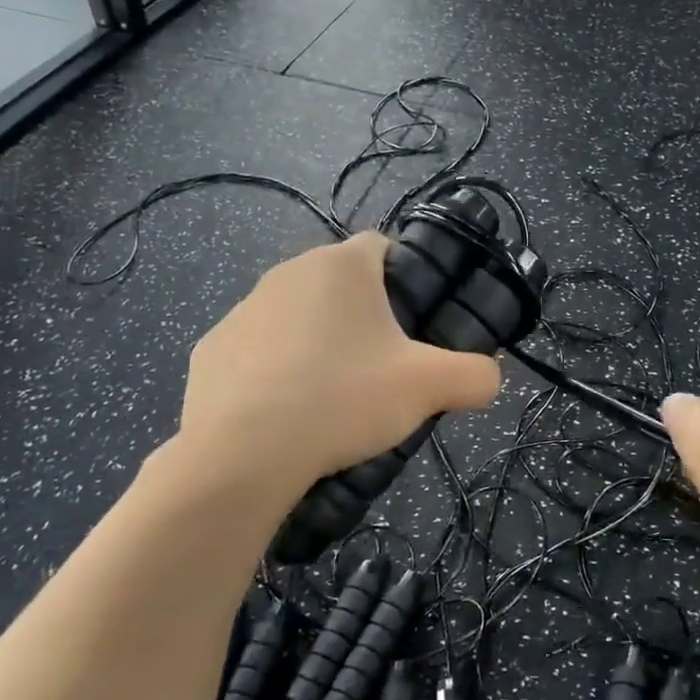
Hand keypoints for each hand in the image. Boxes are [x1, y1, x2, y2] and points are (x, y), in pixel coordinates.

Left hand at [158, 233, 500, 516]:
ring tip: (331, 395)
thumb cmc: (342, 399)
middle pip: (339, 283)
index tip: (414, 323)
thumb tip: (489, 377)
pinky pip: (257, 350)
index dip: (406, 277)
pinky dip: (273, 370)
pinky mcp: (210, 348)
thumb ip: (474, 375)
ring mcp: (243, 309)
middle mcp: (288, 272)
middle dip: (363, 315)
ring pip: (297, 315)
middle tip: (381, 365)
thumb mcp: (427, 389)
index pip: (383, 245)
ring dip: (317, 340)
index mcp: (341, 266)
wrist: (240, 455)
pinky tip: (284, 412)